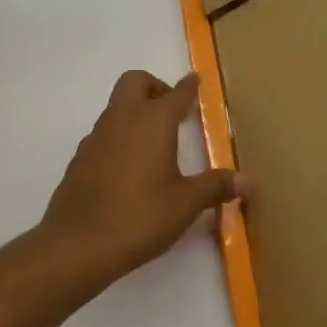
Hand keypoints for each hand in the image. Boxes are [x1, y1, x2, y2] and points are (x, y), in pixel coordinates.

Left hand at [39, 70, 241, 292]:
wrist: (77, 245)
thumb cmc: (140, 216)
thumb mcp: (186, 203)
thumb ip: (216, 187)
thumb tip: (248, 182)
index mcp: (153, 122)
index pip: (175, 94)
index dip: (188, 87)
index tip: (195, 81)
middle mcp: (122, 120)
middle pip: (135, 82)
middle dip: (155, 87)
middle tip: (172, 109)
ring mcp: (96, 138)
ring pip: (116, 108)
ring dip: (135, 113)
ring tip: (155, 143)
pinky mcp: (80, 159)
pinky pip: (104, 135)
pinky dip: (119, 138)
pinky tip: (129, 169)